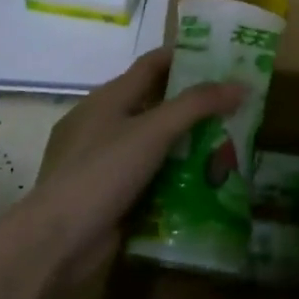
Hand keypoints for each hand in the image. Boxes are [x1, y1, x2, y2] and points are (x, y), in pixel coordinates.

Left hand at [18, 49, 242, 285]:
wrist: (57, 241)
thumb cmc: (101, 173)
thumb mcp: (153, 132)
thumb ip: (196, 105)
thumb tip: (241, 84)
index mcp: (108, 98)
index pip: (151, 65)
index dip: (185, 56)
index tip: (223, 58)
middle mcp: (104, 124)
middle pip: (156, 104)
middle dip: (194, 104)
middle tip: (237, 104)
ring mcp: (104, 161)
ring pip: (155, 143)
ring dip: (189, 143)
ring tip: (232, 142)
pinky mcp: (109, 194)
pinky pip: (150, 176)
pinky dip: (175, 176)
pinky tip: (206, 182)